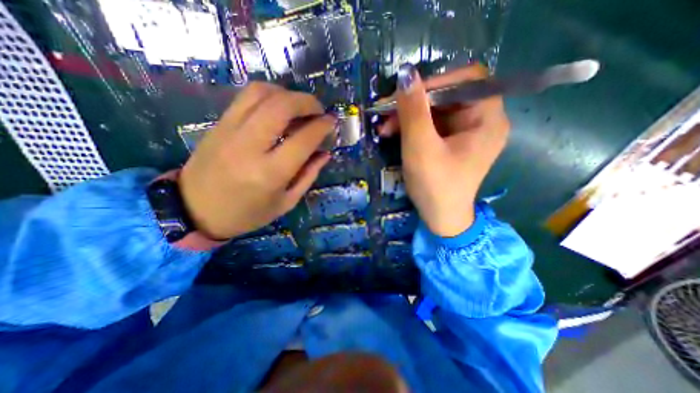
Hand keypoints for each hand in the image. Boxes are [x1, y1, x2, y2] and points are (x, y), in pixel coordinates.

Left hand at [178, 83, 334, 239]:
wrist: (195, 210)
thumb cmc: (247, 213)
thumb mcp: (286, 202)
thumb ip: (308, 175)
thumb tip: (325, 153)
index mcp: (270, 173)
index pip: (303, 139)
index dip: (322, 127)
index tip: (331, 123)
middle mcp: (250, 146)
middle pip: (281, 106)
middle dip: (307, 102)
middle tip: (319, 110)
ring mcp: (231, 131)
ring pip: (261, 93)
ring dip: (287, 94)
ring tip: (299, 107)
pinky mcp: (219, 124)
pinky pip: (246, 97)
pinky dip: (268, 94)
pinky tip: (278, 106)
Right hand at [377, 63, 508, 235]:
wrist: (440, 219)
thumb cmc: (435, 186)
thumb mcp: (421, 148)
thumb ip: (413, 111)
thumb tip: (405, 73)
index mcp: (487, 119)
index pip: (466, 80)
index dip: (435, 82)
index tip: (405, 95)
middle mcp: (482, 121)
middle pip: (448, 96)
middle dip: (414, 104)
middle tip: (386, 114)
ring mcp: (466, 133)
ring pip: (436, 111)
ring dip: (409, 116)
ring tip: (385, 128)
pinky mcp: (452, 143)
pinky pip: (432, 125)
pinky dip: (413, 127)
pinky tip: (394, 134)